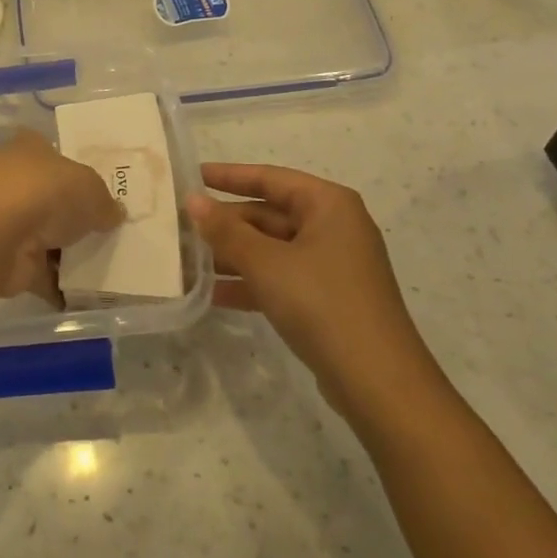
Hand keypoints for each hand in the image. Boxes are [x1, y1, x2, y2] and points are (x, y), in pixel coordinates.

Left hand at [0, 131, 124, 301]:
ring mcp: (8, 223)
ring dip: (67, 253)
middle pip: (51, 198)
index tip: (101, 189)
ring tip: (107, 265)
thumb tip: (114, 213)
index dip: (76, 168)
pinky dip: (58, 285)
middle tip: (110, 230)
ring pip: (45, 237)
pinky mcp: (7, 261)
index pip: (54, 154)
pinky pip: (41, 274)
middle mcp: (14, 182)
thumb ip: (105, 202)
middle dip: (74, 215)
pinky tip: (87, 295)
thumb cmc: (45, 192)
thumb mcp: (91, 188)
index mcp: (31, 150)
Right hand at [187, 164, 445, 420]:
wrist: (377, 382)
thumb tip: (192, 200)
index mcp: (328, 204)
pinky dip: (249, 283)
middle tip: (179, 227)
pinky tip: (210, 295)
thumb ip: (225, 231)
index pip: (269, 178)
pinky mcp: (326, 299)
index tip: (190, 176)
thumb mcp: (266, 263)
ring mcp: (331, 265)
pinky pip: (279, 278)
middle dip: (224, 224)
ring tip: (185, 261)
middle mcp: (332, 227)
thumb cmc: (321, 303)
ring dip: (231, 256)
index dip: (228, 176)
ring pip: (271, 249)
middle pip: (268, 215)